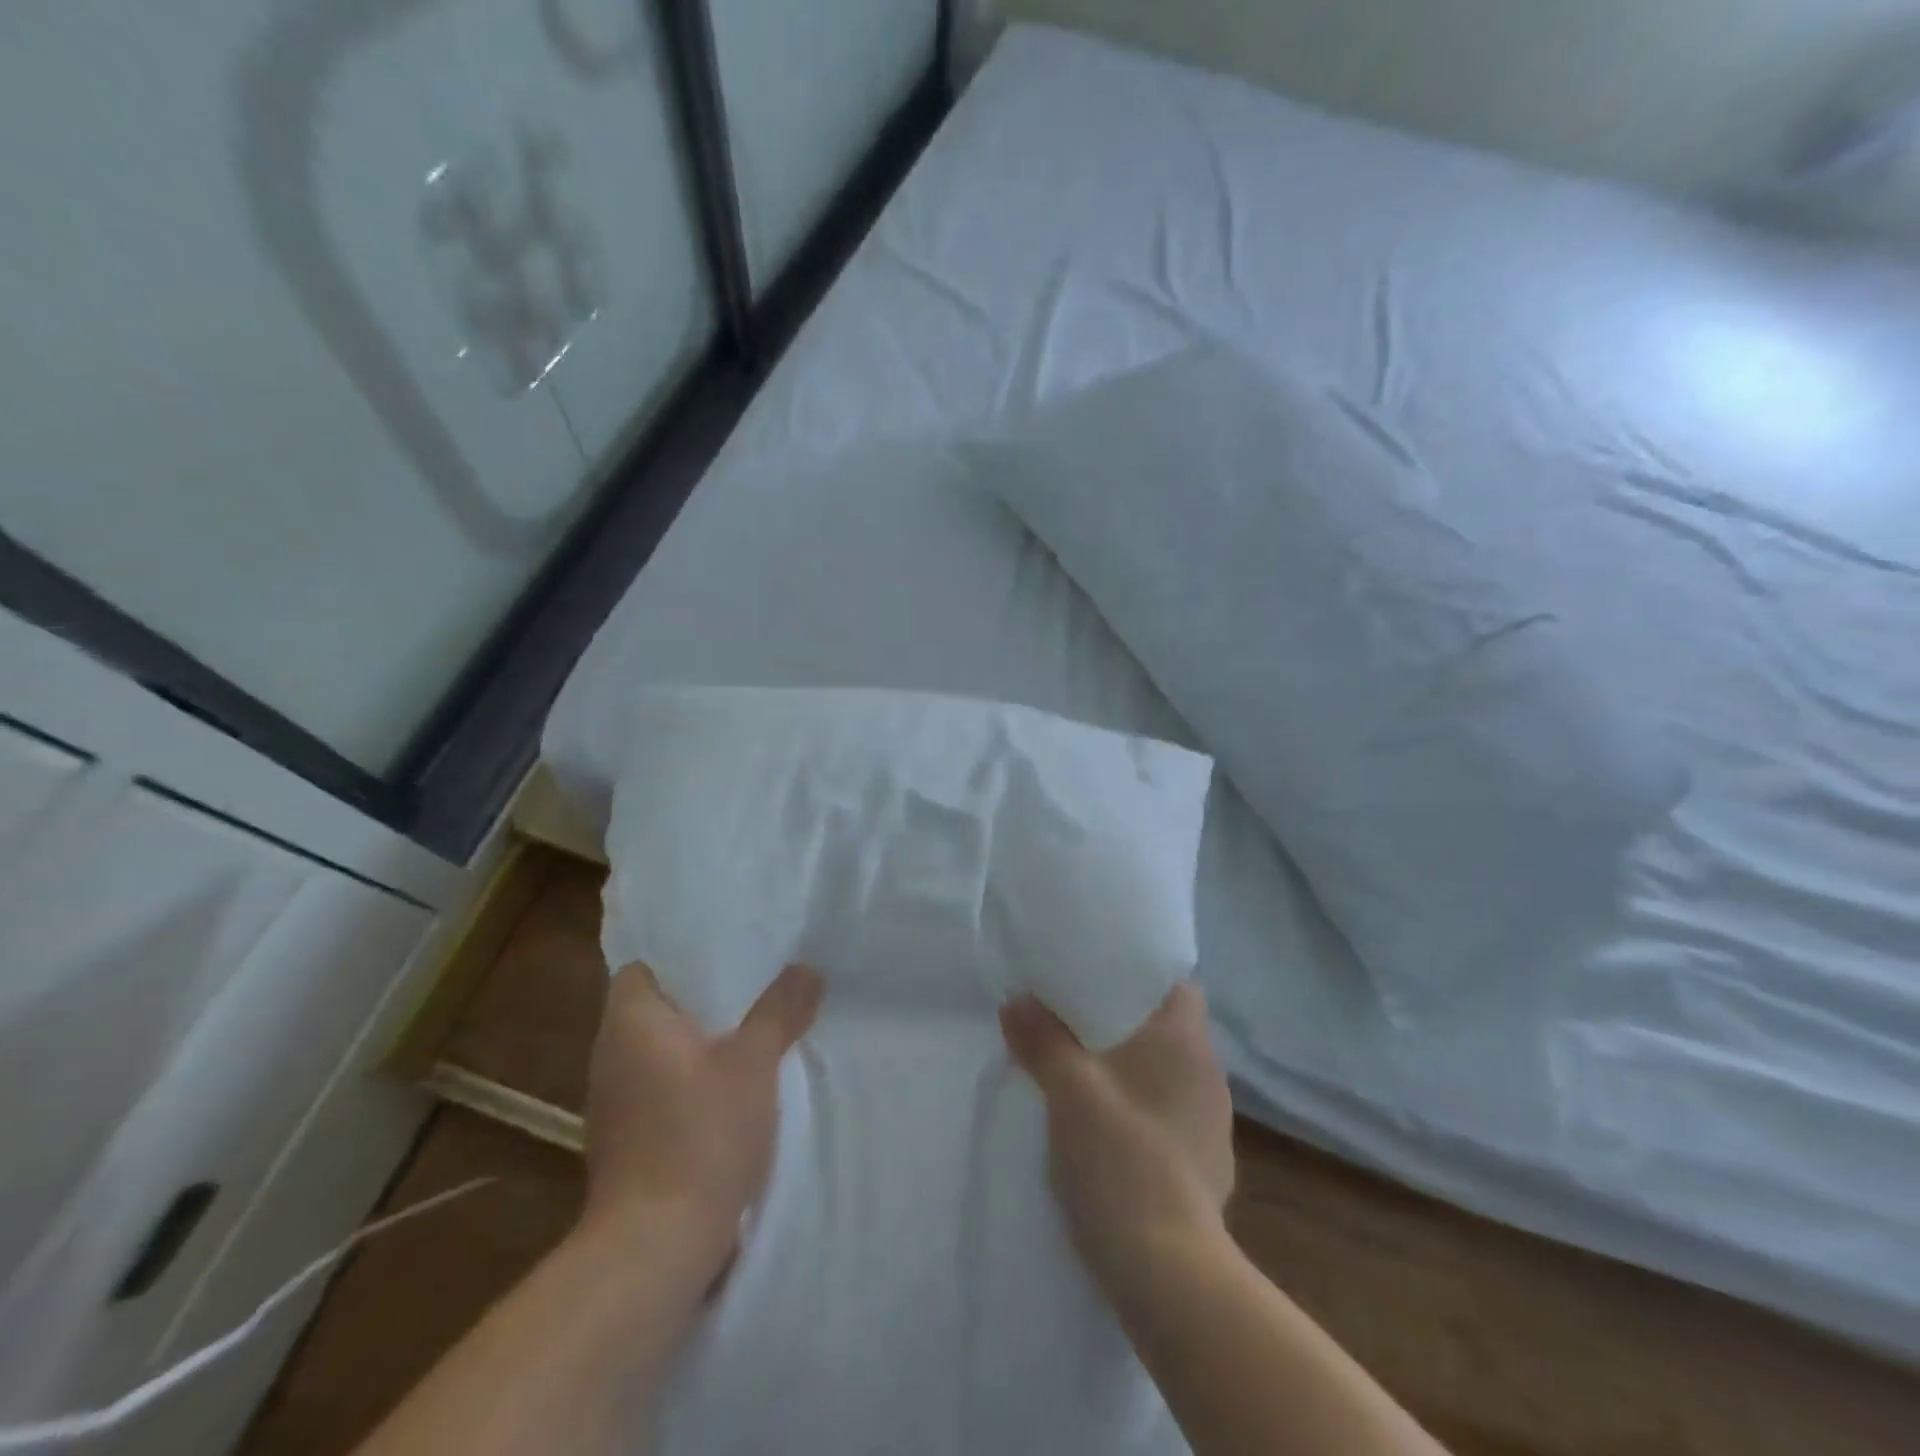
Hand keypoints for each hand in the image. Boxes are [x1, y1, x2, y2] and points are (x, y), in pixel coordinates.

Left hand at [582, 961, 822, 1266]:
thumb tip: (806, 968)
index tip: (721, 955)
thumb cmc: (700, 1134)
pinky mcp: (625, 1144)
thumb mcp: (754, 1063)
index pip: (639, 969)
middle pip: (652, 1011)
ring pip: (657, 1054)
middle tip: (751, 986)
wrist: (655, 1247)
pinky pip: (659, 1091)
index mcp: (630, 1024)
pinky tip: (728, 1091)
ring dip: (695, 1045)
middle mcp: (610, 1057)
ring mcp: (613, 1105)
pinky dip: (688, 1083)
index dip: (677, 959)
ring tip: (747, 1032)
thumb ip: (779, 1010)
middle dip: (698, 1001)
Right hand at [1000, 983, 1234, 1283]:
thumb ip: (1041, 1039)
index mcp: (1186, 1042)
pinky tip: (1110, 1132)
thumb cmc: (1121, 1159)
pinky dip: (1141, 1113)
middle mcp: (1209, 1075)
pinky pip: (1169, 1118)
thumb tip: (1016, 1000)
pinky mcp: (1205, 1168)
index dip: (1141, 975)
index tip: (1100, 976)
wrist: (1169, 1273)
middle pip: (1168, 1029)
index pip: (1178, 985)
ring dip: (1132, 1071)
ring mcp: (1212, 1126)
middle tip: (1075, 1021)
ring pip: (1167, 1076)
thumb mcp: (1068, 1091)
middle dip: (1125, 1023)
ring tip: (1085, 1075)